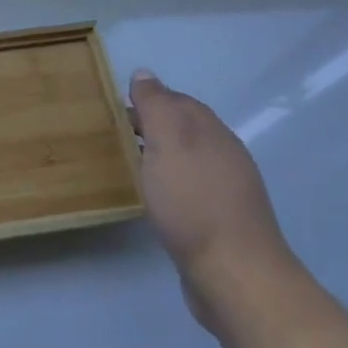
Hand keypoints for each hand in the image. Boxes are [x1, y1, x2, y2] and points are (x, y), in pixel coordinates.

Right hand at [129, 69, 297, 327]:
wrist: (233, 273)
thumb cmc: (193, 201)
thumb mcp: (168, 142)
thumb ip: (156, 106)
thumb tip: (145, 74)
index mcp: (211, 131)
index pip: (177, 101)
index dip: (146, 99)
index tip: (113, 108)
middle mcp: (223, 154)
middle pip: (183, 128)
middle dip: (151, 126)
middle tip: (113, 134)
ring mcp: (226, 189)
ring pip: (186, 159)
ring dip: (159, 156)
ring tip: (126, 163)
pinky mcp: (220, 221)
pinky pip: (189, 188)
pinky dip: (168, 184)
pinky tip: (153, 197)